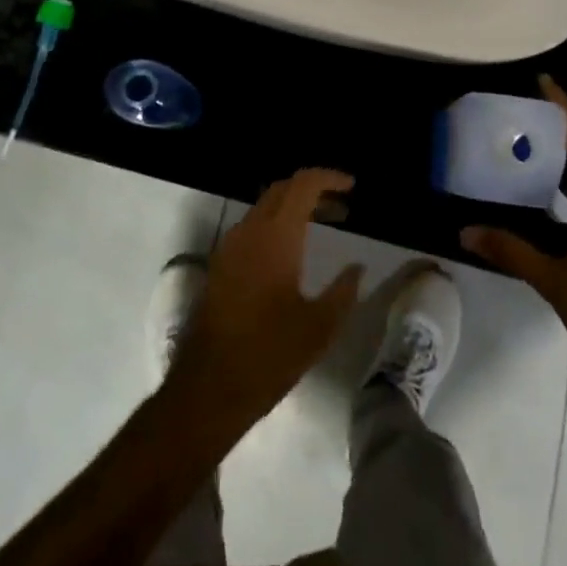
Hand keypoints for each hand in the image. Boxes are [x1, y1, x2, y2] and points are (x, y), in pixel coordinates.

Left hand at [168, 169, 363, 430]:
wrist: (209, 387)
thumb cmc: (270, 355)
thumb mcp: (320, 327)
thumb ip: (343, 290)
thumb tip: (357, 267)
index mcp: (276, 236)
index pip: (303, 184)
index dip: (329, 177)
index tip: (352, 186)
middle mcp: (249, 231)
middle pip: (282, 189)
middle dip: (313, 190)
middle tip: (342, 208)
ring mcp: (229, 246)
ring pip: (264, 207)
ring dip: (293, 207)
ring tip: (323, 225)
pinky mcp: (219, 265)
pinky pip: (251, 228)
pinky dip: (275, 224)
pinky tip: (292, 251)